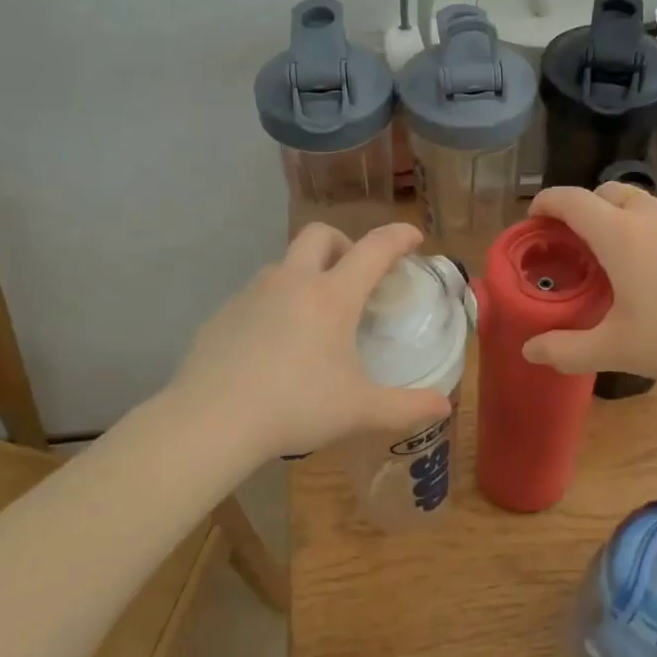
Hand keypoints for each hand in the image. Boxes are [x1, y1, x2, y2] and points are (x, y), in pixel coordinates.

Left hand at [170, 222, 452, 459]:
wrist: (212, 421)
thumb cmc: (296, 407)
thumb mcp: (360, 410)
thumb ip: (407, 407)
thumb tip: (444, 406)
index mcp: (331, 297)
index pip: (374, 249)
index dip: (398, 237)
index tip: (413, 237)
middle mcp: (291, 282)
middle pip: (320, 235)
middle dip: (344, 243)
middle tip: (355, 275)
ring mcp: (251, 294)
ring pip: (284, 264)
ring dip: (306, 274)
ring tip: (315, 317)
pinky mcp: (223, 314)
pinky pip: (257, 295)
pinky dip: (276, 304)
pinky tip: (275, 345)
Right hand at [522, 184, 656, 388]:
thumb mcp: (616, 350)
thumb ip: (567, 350)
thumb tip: (530, 351)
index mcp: (620, 234)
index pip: (572, 200)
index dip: (547, 202)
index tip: (534, 217)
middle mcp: (653, 216)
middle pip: (608, 192)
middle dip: (583, 208)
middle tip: (574, 243)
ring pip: (643, 204)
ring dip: (620, 218)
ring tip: (617, 257)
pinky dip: (651, 231)